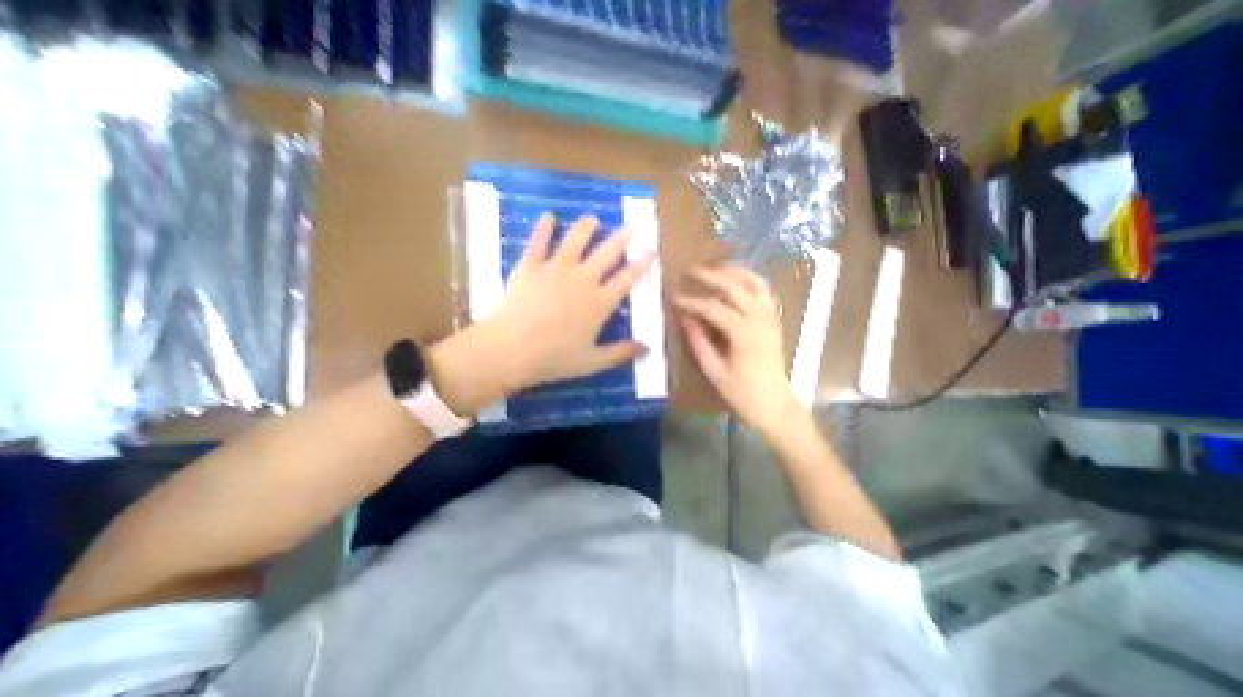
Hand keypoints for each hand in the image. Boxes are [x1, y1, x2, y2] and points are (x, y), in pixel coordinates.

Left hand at [470, 215, 652, 391]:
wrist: (511, 350)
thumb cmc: (554, 359)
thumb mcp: (592, 362)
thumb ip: (621, 353)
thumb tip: (648, 348)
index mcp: (600, 303)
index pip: (626, 279)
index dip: (641, 264)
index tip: (651, 249)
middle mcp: (583, 279)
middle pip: (607, 252)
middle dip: (622, 237)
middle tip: (633, 224)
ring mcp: (556, 269)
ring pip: (576, 239)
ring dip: (586, 227)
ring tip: (592, 219)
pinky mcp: (530, 266)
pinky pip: (538, 241)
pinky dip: (543, 227)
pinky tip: (548, 216)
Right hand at [676, 264, 801, 434]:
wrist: (776, 405)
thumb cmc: (743, 394)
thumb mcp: (715, 372)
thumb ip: (699, 343)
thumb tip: (685, 319)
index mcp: (744, 334)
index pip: (713, 308)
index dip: (692, 302)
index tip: (674, 298)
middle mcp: (760, 319)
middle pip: (734, 287)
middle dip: (711, 276)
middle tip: (691, 271)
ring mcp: (771, 317)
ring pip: (754, 283)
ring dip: (734, 271)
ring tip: (715, 267)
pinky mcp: (775, 320)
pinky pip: (764, 291)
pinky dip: (750, 281)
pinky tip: (737, 280)